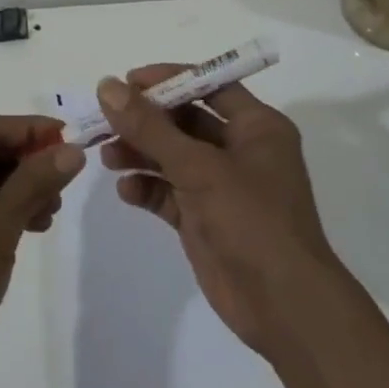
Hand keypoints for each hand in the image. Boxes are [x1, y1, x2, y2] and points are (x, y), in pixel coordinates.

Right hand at [97, 68, 339, 357]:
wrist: (284, 308)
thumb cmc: (253, 221)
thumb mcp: (199, 167)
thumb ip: (150, 127)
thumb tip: (107, 85)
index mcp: (256, 127)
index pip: (208, 85)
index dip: (168, 80)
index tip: (126, 82)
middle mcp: (240, 150)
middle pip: (184, 120)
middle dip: (145, 120)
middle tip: (104, 120)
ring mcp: (221, 186)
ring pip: (172, 156)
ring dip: (140, 153)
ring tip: (107, 157)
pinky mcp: (204, 219)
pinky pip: (169, 193)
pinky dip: (147, 188)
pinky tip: (126, 191)